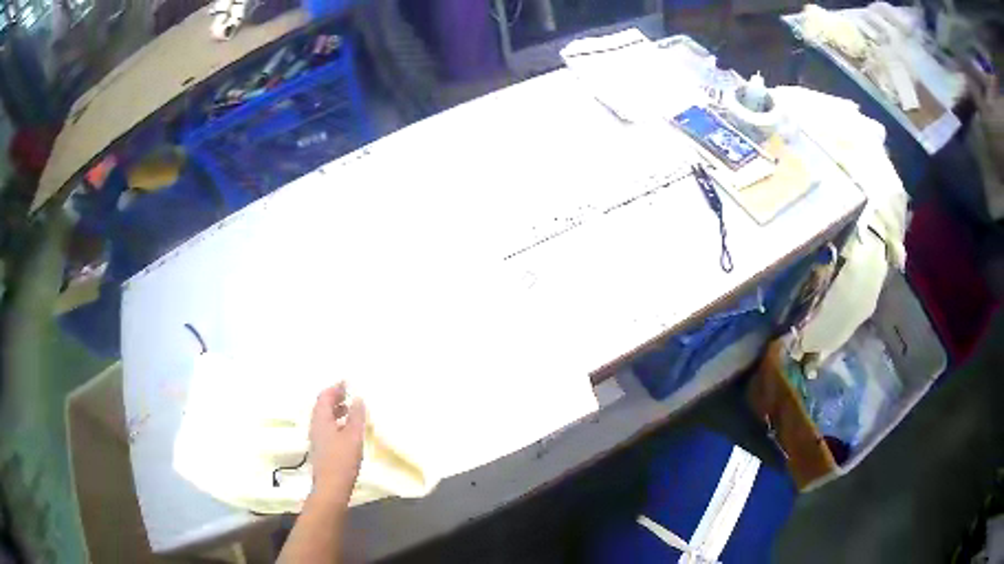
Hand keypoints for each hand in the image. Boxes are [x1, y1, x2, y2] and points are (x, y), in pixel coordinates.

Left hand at [309, 382, 365, 505]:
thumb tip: (358, 398)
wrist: (331, 487)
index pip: (324, 396)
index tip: (347, 382)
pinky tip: (348, 428)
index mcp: (320, 419)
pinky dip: (337, 421)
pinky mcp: (321, 448)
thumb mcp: (353, 436)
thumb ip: (356, 416)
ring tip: (351, 408)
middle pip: (322, 406)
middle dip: (335, 397)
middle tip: (350, 392)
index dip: (335, 388)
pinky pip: (327, 427)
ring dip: (336, 409)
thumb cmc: (342, 460)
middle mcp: (315, 425)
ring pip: (325, 417)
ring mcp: (317, 437)